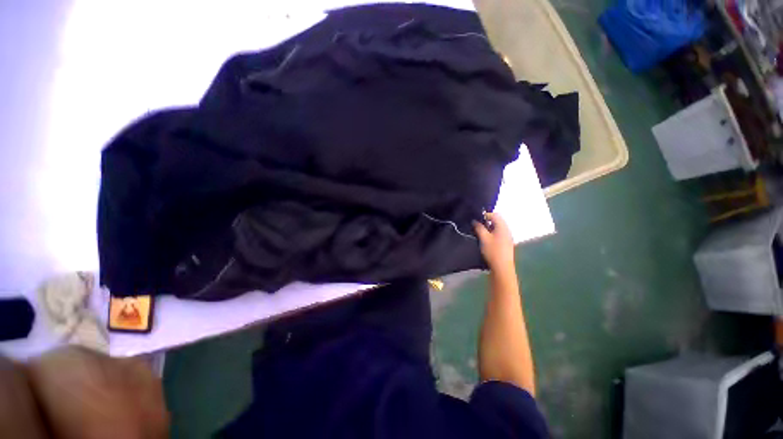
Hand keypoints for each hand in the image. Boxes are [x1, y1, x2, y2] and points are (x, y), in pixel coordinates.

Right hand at [473, 212, 514, 271]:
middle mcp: (507, 230)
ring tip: (481, 233)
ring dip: (489, 228)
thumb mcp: (483, 238)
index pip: (495, 215)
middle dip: (487, 221)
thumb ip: (479, 227)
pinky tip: (487, 239)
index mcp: (503, 227)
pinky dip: (493, 233)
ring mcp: (508, 237)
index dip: (485, 215)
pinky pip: (499, 233)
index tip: (476, 220)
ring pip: (498, 227)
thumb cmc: (493, 251)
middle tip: (478, 226)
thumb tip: (475, 221)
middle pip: (498, 220)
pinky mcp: (507, 243)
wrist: (502, 268)